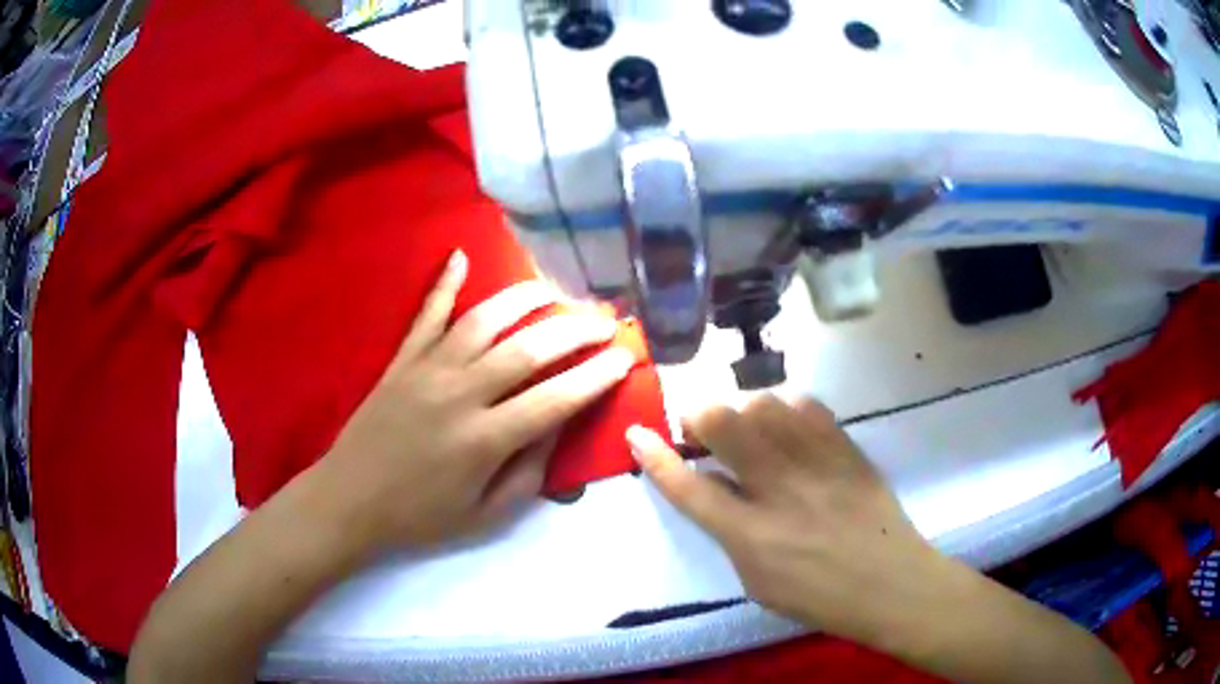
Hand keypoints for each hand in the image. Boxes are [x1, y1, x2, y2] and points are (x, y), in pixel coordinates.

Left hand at [322, 249, 635, 551]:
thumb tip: (560, 424)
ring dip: (524, 300)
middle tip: (606, 320)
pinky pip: (427, 314)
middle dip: (575, 330)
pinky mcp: (402, 360)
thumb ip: (530, 471)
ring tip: (556, 292)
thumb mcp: (486, 515)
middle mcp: (460, 394)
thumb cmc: (421, 516)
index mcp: (484, 440)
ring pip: (484, 320)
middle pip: (528, 349)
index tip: (626, 356)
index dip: (597, 375)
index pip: (556, 398)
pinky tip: (460, 256)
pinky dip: (444, 283)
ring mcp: (427, 369)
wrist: (351, 500)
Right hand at [626, 396, 951, 649]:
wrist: (889, 582)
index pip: (689, 487)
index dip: (656, 457)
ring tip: (748, 428)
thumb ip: (731, 535)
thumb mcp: (757, 582)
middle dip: (699, 415)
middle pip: (724, 425)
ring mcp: (816, 463)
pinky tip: (787, 426)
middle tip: (701, 428)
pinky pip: (807, 406)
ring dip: (743, 410)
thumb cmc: (818, 595)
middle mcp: (778, 489)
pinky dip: (786, 408)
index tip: (637, 433)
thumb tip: (717, 492)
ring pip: (764, 405)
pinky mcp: (845, 448)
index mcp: (750, 534)